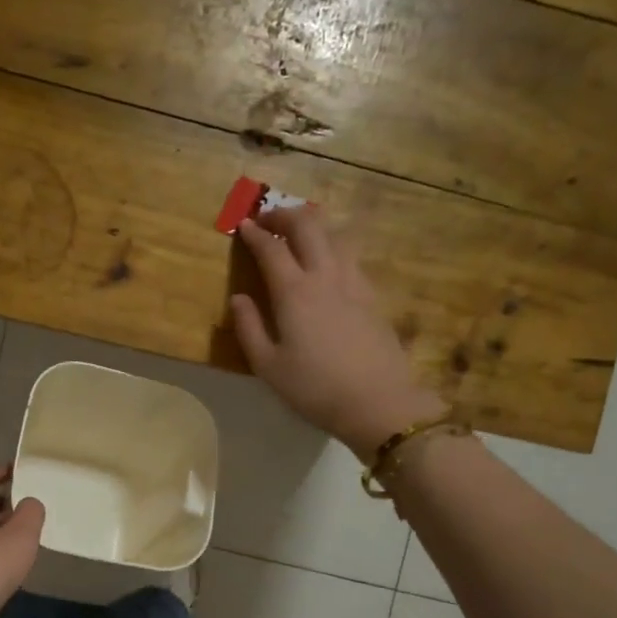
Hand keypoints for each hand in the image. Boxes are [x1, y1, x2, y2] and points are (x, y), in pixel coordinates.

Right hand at [230, 206, 447, 461]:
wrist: (377, 401)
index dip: (254, 233)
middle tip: (268, 219)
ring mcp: (354, 282)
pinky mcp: (372, 295)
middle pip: (307, 227)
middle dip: (284, 215)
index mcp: (294, 292)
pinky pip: (351, 255)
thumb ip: (248, 328)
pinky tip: (328, 260)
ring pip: (335, 235)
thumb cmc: (314, 388)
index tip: (242, 225)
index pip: (271, 249)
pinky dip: (333, 245)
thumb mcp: (268, 366)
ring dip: (313, 225)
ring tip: (299, 232)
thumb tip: (239, 298)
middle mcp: (325, 276)